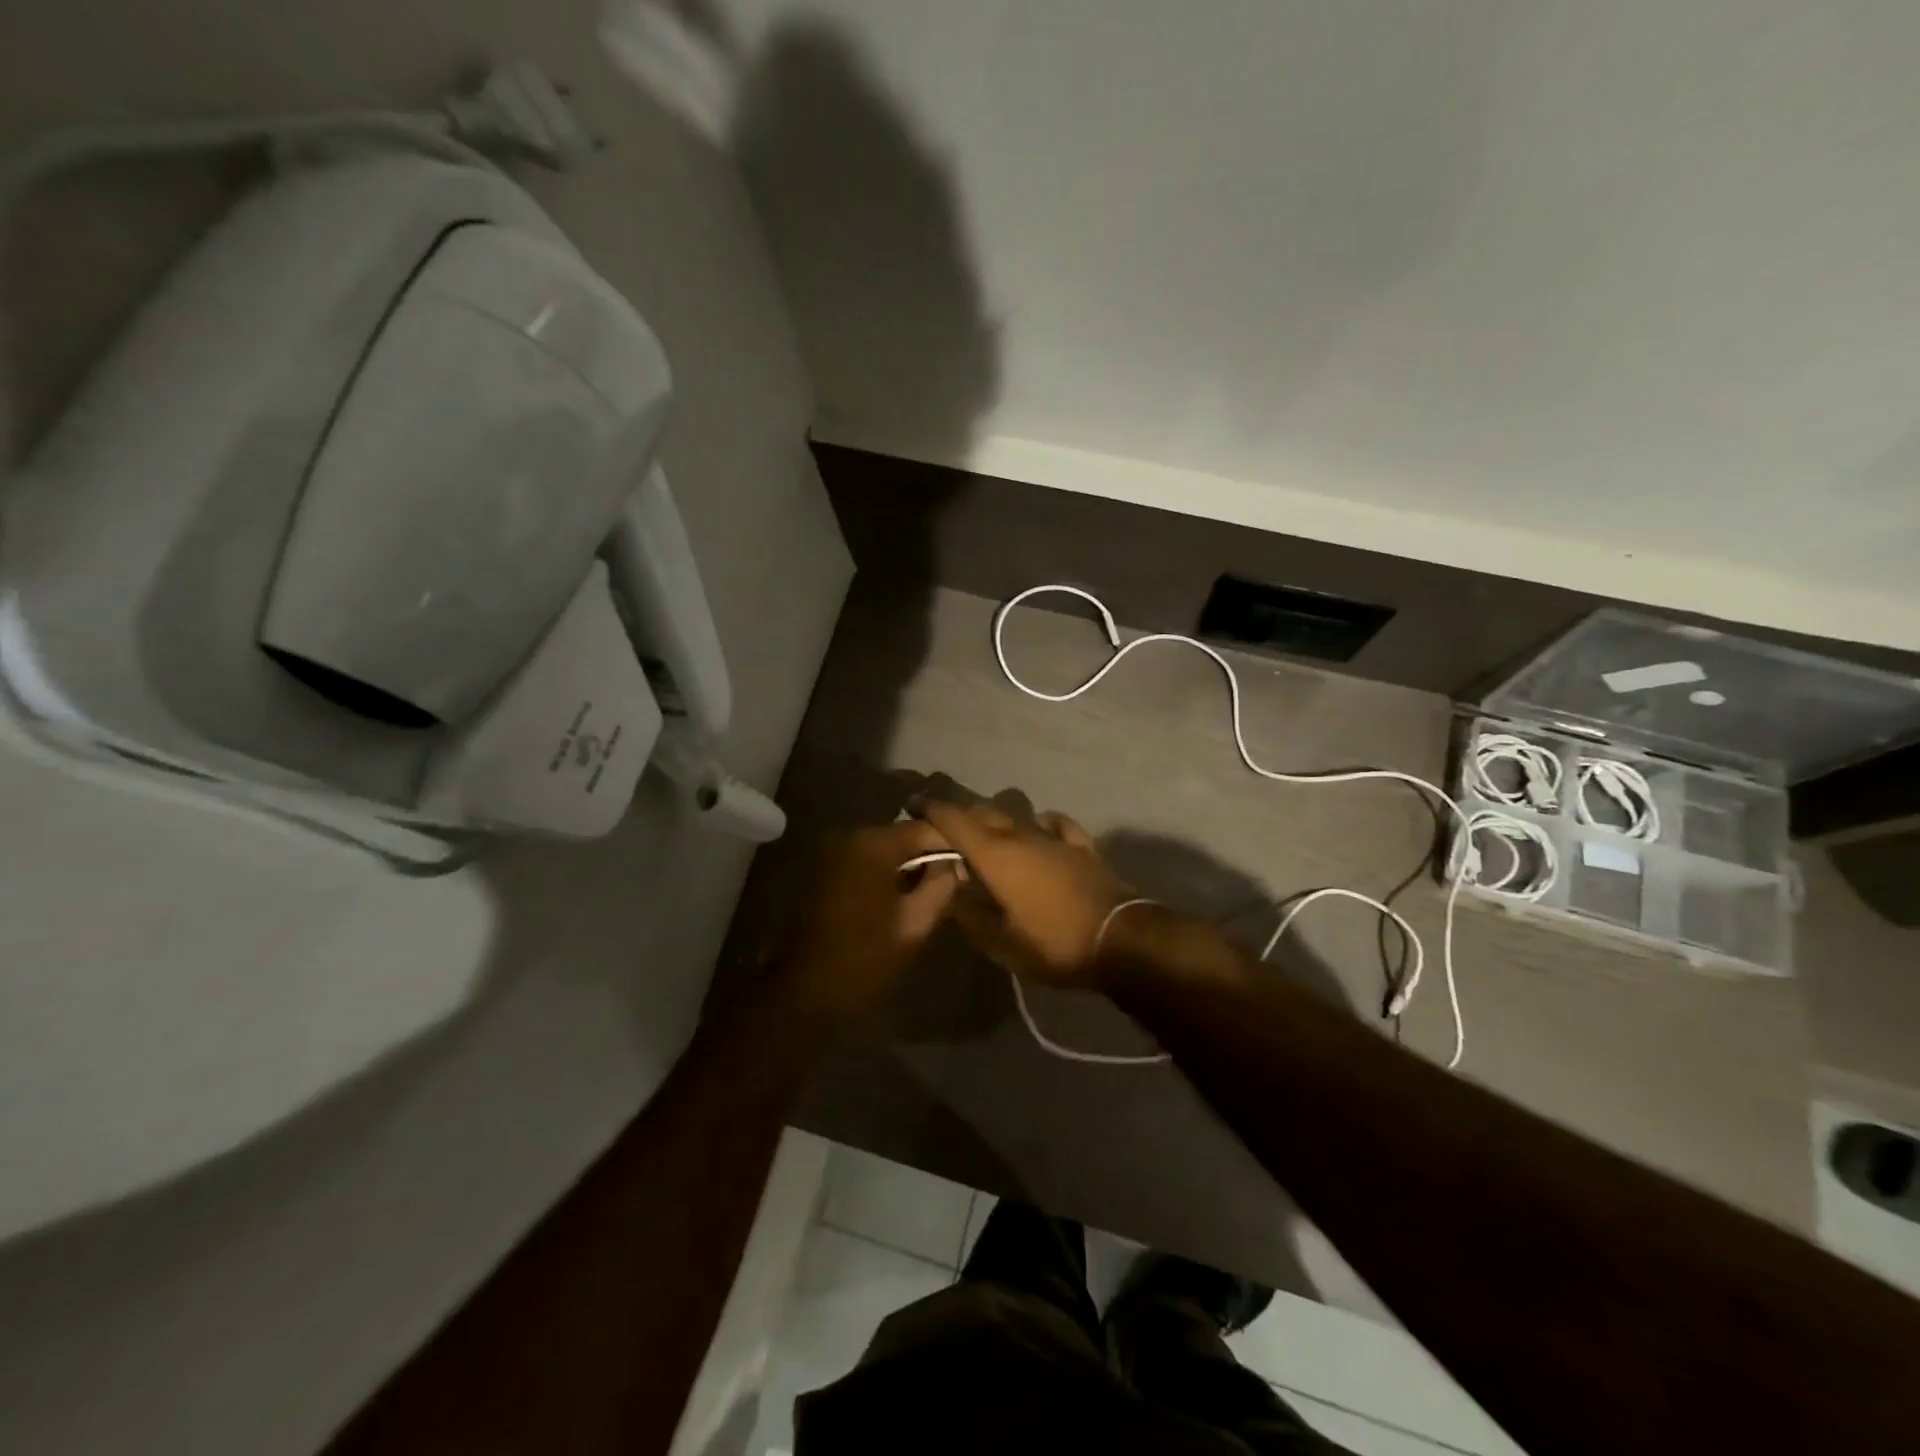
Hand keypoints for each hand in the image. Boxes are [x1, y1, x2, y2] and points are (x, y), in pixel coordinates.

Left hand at [776, 821, 961, 1016]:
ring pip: (884, 849)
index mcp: (872, 845)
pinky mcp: (823, 870)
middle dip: (929, 856)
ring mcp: (832, 852)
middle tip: (954, 881)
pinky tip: (900, 898)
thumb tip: (956, 863)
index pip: (925, 829)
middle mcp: (849, 837)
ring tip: (931, 891)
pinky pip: (865, 861)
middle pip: (903, 836)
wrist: (805, 993)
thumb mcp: (916, 924)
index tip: (971, 866)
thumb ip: (942, 885)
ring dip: (907, 866)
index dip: (953, 845)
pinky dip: (885, 873)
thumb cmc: (864, 959)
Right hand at [913, 798, 1136, 987]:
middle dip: (956, 811)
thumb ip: (969, 915)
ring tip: (980, 830)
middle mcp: (1021, 835)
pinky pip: (1055, 824)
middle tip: (937, 819)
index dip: (930, 808)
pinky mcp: (1081, 846)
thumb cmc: (1054, 943)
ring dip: (993, 818)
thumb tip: (949, 891)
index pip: (953, 820)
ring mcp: (1054, 837)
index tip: (911, 802)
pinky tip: (1038, 827)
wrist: (1122, 940)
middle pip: (982, 811)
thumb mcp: (1000, 942)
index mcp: (995, 855)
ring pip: (1015, 816)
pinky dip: (1039, 823)